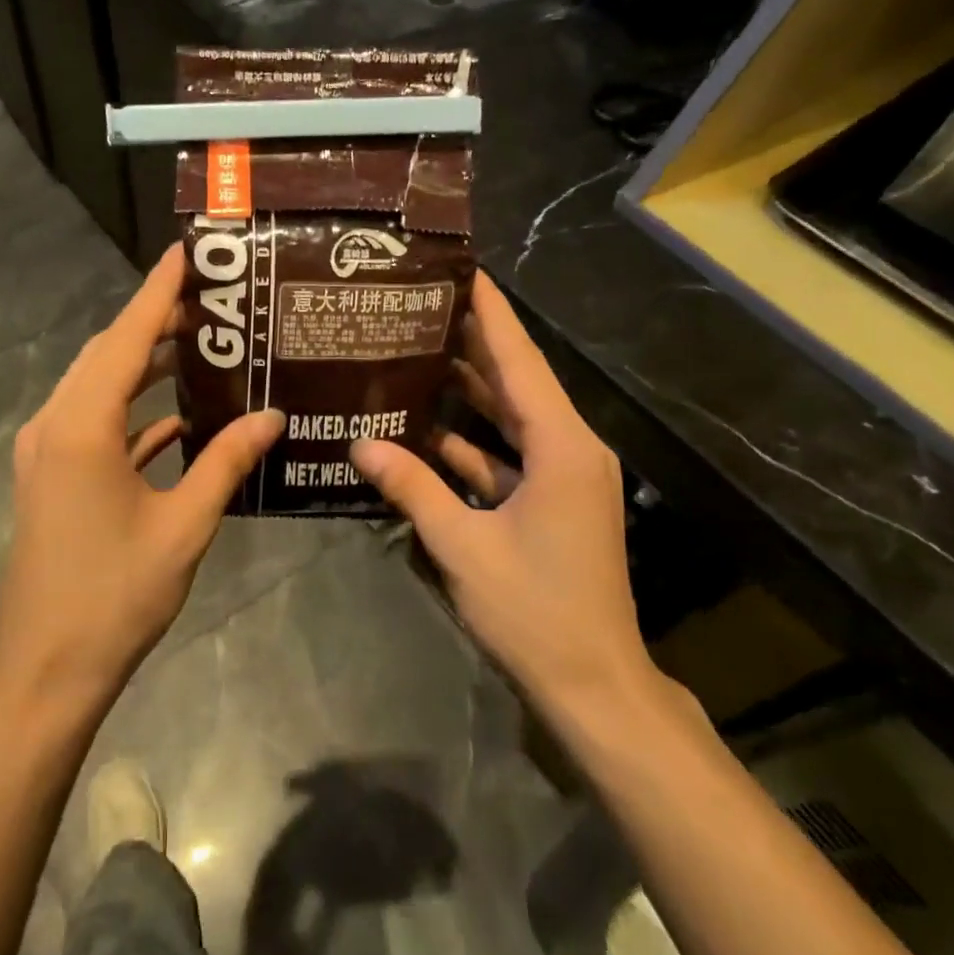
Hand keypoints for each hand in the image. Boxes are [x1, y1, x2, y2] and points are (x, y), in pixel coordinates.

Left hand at [0, 245, 282, 709]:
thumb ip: (226, 462)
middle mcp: (54, 425)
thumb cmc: (115, 595)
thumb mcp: (183, 526)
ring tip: (200, 346)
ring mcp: (45, 452)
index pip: (128, 338)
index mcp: (82, 426)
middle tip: (211, 300)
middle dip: (155, 323)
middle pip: (108, 354)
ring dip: (143, 365)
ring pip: (98, 387)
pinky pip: (94, 424)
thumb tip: (272, 416)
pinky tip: (175, 417)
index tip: (185, 251)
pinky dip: (132, 412)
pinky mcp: (49, 477)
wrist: (45, 668)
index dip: (158, 290)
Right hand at [351, 272, 653, 710]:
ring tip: (419, 352)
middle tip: (425, 304)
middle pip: (518, 382)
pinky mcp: (553, 502)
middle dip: (475, 342)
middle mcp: (571, 449)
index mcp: (562, 447)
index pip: (520, 362)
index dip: (491, 314)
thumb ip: (412, 488)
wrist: (593, 684)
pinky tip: (427, 431)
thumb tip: (361, 443)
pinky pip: (509, 456)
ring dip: (471, 392)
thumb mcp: (463, 546)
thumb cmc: (534, 611)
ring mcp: (565, 477)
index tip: (464, 270)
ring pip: (512, 419)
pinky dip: (473, 444)